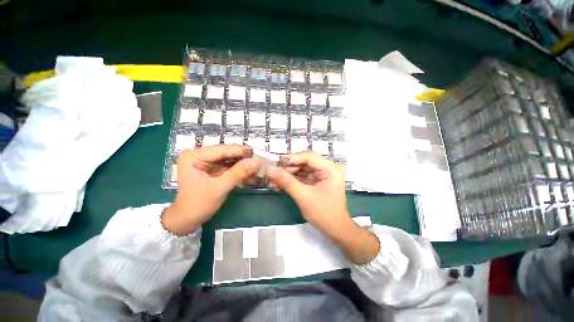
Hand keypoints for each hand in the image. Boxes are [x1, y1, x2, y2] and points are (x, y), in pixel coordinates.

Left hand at [162, 145, 259, 235]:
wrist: (188, 220)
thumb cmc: (198, 204)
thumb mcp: (219, 188)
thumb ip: (238, 173)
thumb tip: (257, 161)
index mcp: (194, 155)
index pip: (221, 150)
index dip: (240, 151)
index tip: (257, 153)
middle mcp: (201, 155)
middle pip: (227, 153)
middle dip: (243, 159)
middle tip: (260, 161)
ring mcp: (208, 162)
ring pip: (231, 159)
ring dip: (244, 165)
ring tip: (258, 167)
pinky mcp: (214, 169)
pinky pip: (230, 166)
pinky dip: (240, 170)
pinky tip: (251, 173)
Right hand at [267, 152, 379, 264]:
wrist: (335, 230)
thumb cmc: (323, 213)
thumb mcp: (303, 196)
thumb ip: (286, 181)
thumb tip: (270, 169)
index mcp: (330, 168)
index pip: (309, 157)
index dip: (292, 159)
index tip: (276, 163)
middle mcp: (328, 168)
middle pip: (305, 162)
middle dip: (289, 168)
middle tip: (274, 173)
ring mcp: (324, 175)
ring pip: (303, 169)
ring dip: (289, 174)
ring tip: (274, 180)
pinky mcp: (319, 181)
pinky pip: (304, 176)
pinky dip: (293, 180)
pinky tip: (281, 184)